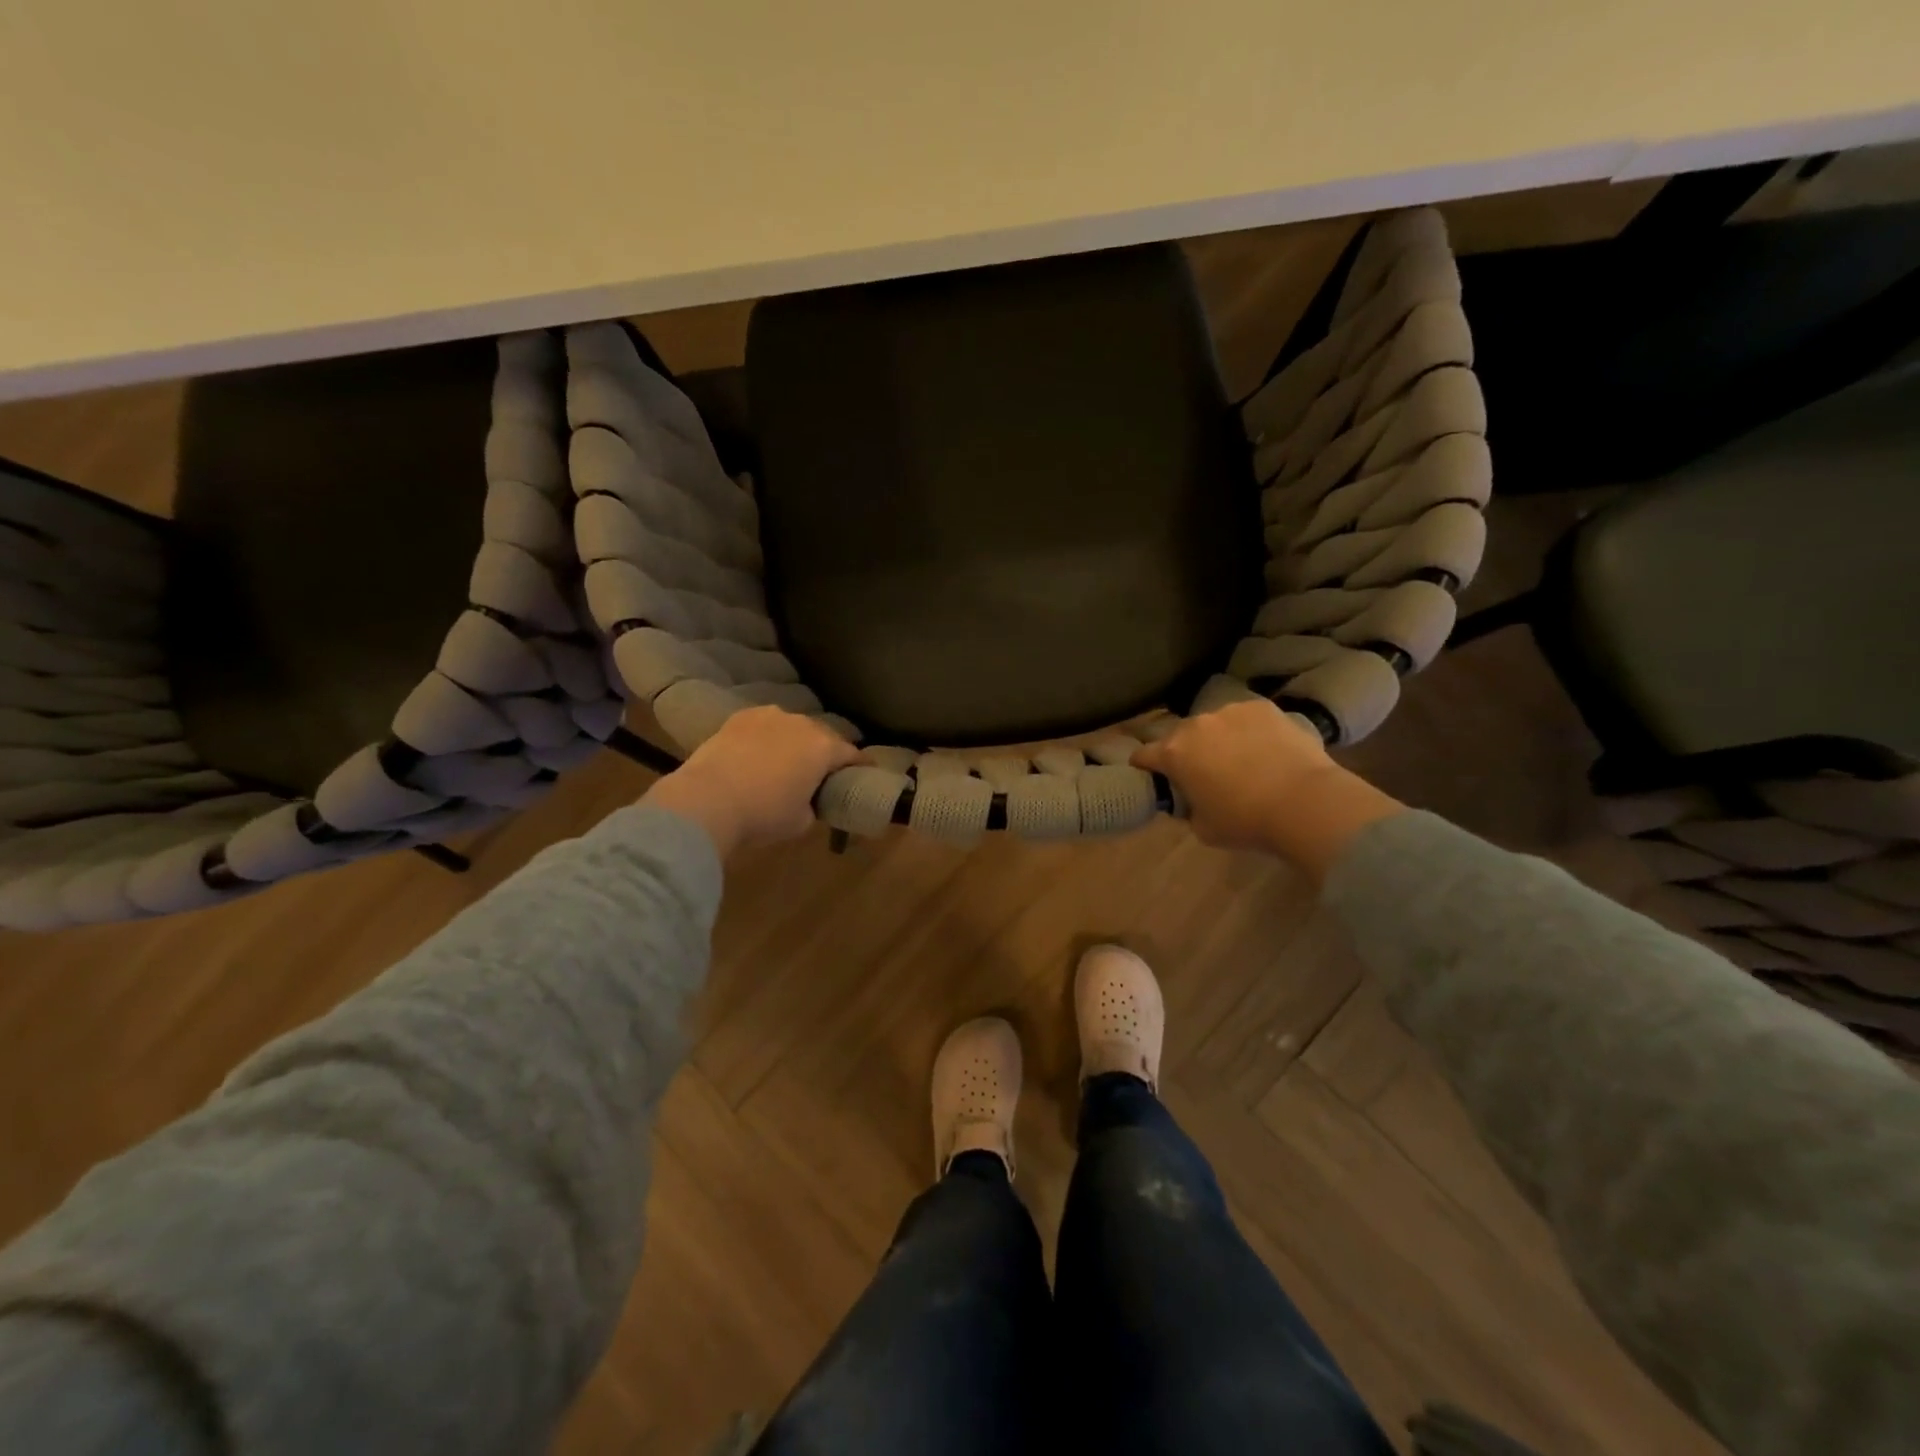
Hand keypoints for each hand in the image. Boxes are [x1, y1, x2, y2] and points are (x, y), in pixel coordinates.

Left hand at [642, 707, 861, 856]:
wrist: (707, 800)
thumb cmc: (763, 814)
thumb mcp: (800, 821)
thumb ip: (813, 805)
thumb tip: (807, 800)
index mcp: (823, 748)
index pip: (852, 753)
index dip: (860, 763)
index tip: (865, 770)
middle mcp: (801, 724)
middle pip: (823, 735)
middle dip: (826, 750)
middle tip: (822, 770)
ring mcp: (769, 716)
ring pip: (792, 726)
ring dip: (795, 740)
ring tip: (787, 758)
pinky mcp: (739, 717)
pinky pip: (764, 725)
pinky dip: (766, 736)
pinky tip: (758, 751)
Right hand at [1131, 699, 1403, 882]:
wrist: (1305, 802)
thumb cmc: (1246, 821)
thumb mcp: (1202, 827)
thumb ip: (1188, 807)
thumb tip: (1191, 799)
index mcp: (1174, 754)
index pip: (1143, 755)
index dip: (1145, 766)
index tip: (1152, 776)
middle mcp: (1196, 725)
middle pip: (1179, 736)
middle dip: (1185, 751)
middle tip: (1203, 772)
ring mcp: (1230, 711)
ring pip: (1214, 724)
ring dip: (1218, 738)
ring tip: (1240, 758)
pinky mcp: (1262, 707)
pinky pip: (1245, 718)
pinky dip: (1249, 730)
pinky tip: (1266, 749)